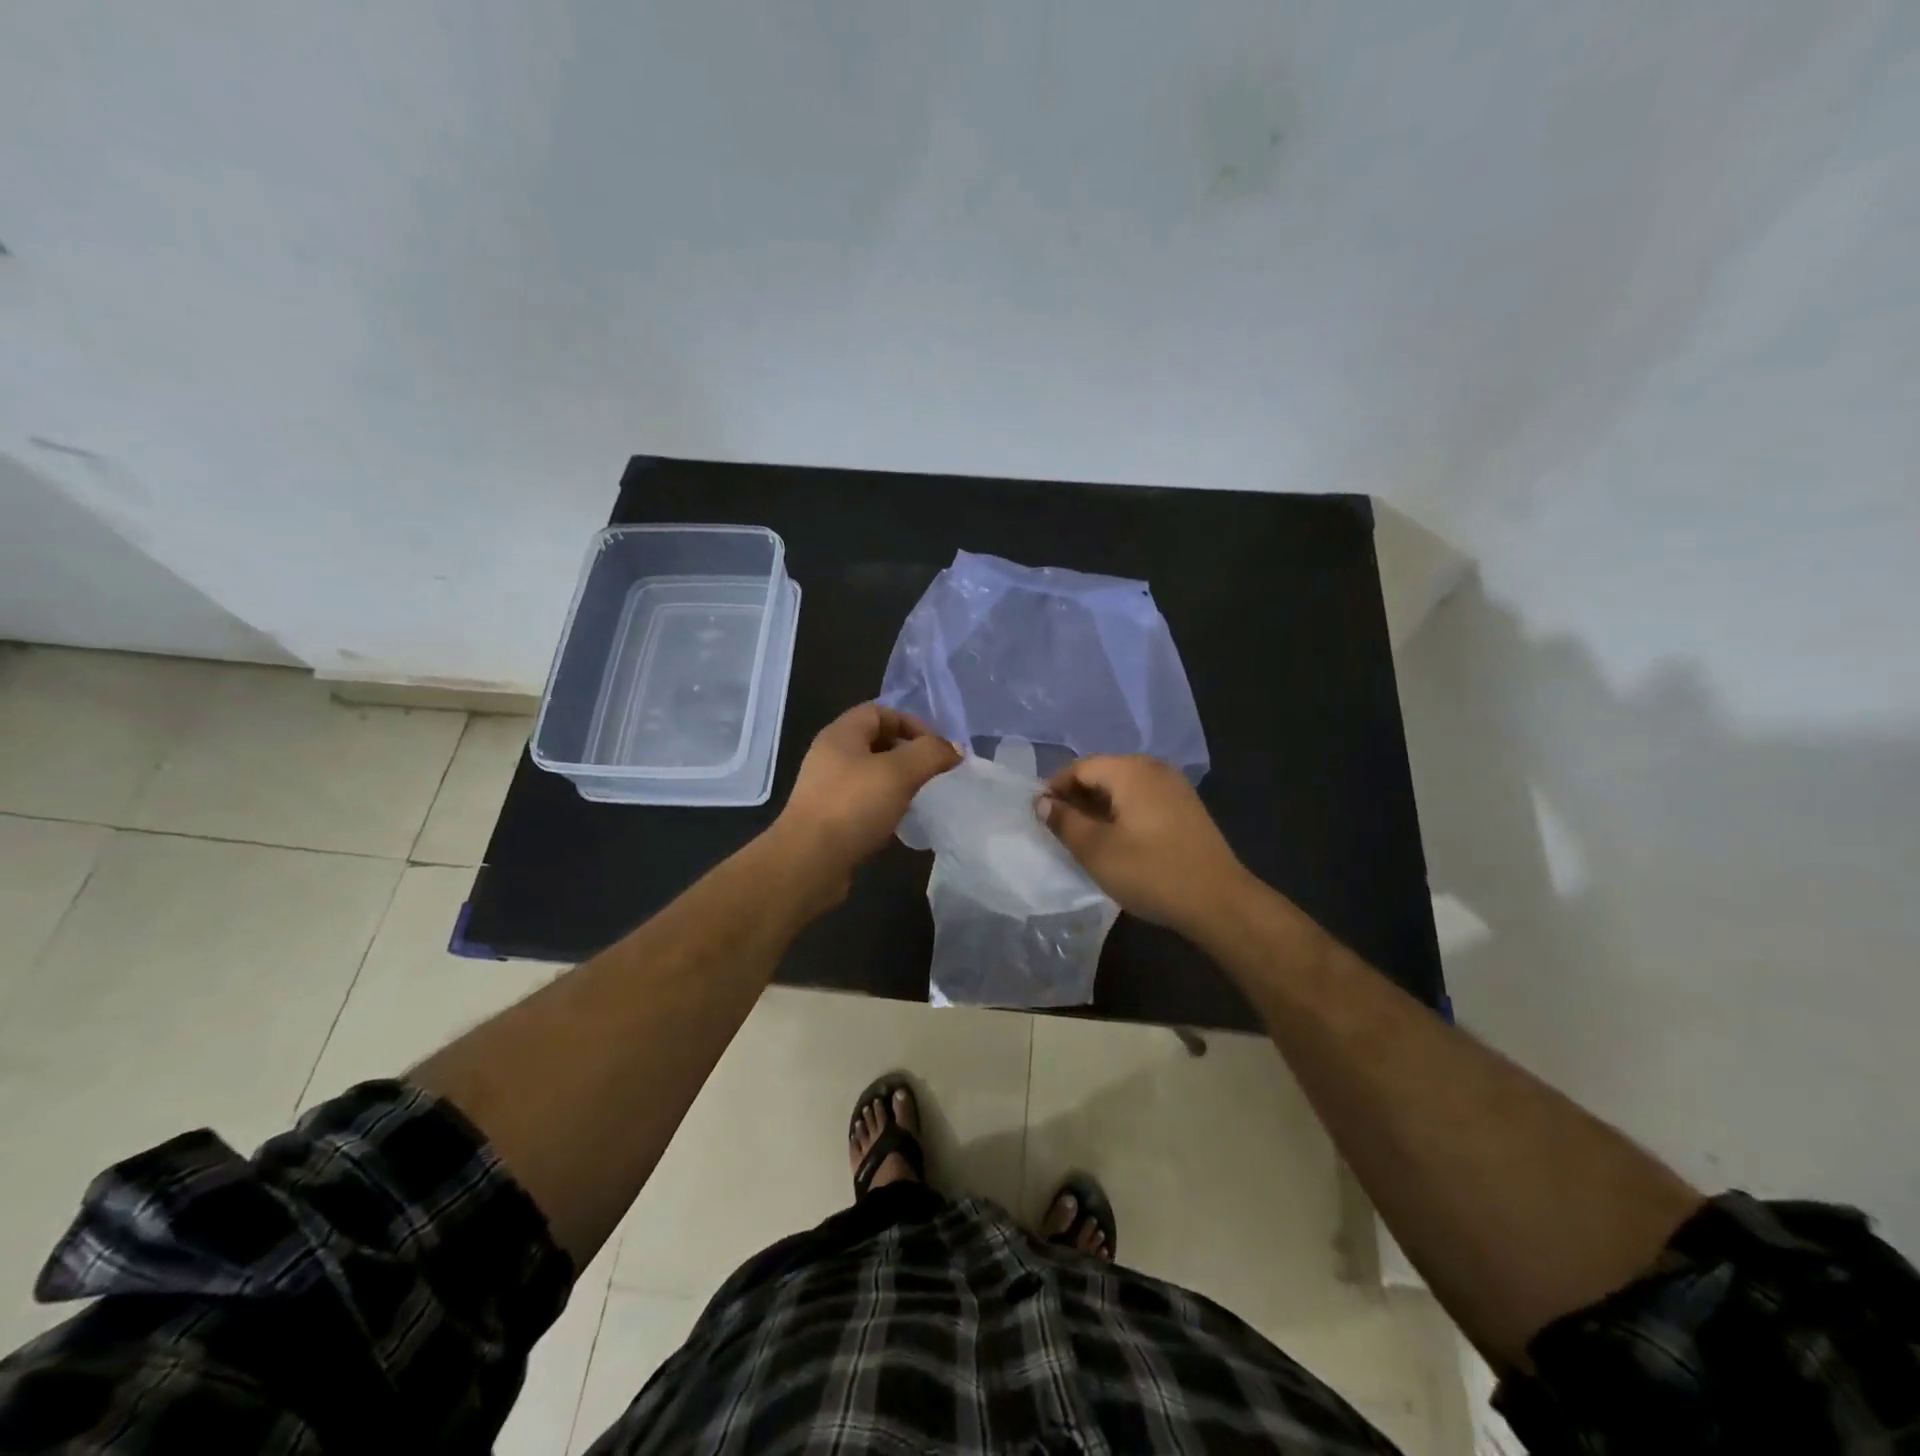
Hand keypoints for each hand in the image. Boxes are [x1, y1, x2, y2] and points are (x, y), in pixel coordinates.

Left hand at [772, 703, 961, 894]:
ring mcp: (828, 788)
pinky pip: (865, 802)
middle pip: (876, 742)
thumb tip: (953, 749)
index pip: (880, 712)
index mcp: (841, 735)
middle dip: (909, 753)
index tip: (936, 748)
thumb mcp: (899, 772)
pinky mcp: (831, 818)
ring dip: (899, 782)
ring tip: (923, 797)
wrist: (809, 863)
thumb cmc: (853, 807)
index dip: (911, 723)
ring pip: (872, 774)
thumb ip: (930, 754)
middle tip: (934, 773)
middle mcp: (831, 756)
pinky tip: (901, 821)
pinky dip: (887, 806)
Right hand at [1038, 755, 1252, 934]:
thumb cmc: (1150, 871)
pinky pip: (1142, 799)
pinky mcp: (1185, 807)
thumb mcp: (1095, 850)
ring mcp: (1174, 786)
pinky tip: (1117, 840)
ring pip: (1123, 787)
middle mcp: (1153, 768)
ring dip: (1099, 807)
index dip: (1055, 789)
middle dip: (1077, 798)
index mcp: (1130, 770)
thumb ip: (1064, 821)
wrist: (1219, 901)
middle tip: (1059, 830)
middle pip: (1102, 773)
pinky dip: (1122, 813)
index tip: (1040, 817)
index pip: (1079, 767)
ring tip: (1084, 839)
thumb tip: (1042, 802)